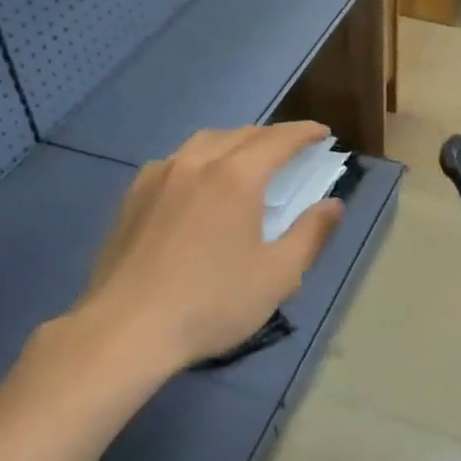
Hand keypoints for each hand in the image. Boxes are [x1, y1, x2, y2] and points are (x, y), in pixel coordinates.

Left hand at [75, 122, 343, 372]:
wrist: (126, 328)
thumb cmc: (212, 303)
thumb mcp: (277, 275)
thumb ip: (310, 234)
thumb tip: (333, 204)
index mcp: (235, 177)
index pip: (278, 140)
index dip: (304, 133)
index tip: (323, 132)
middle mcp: (196, 163)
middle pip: (240, 134)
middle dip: (271, 136)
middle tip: (292, 149)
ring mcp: (158, 176)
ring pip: (203, 142)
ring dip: (234, 142)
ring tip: (247, 159)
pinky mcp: (133, 196)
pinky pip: (175, 161)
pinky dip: (200, 159)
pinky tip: (198, 183)